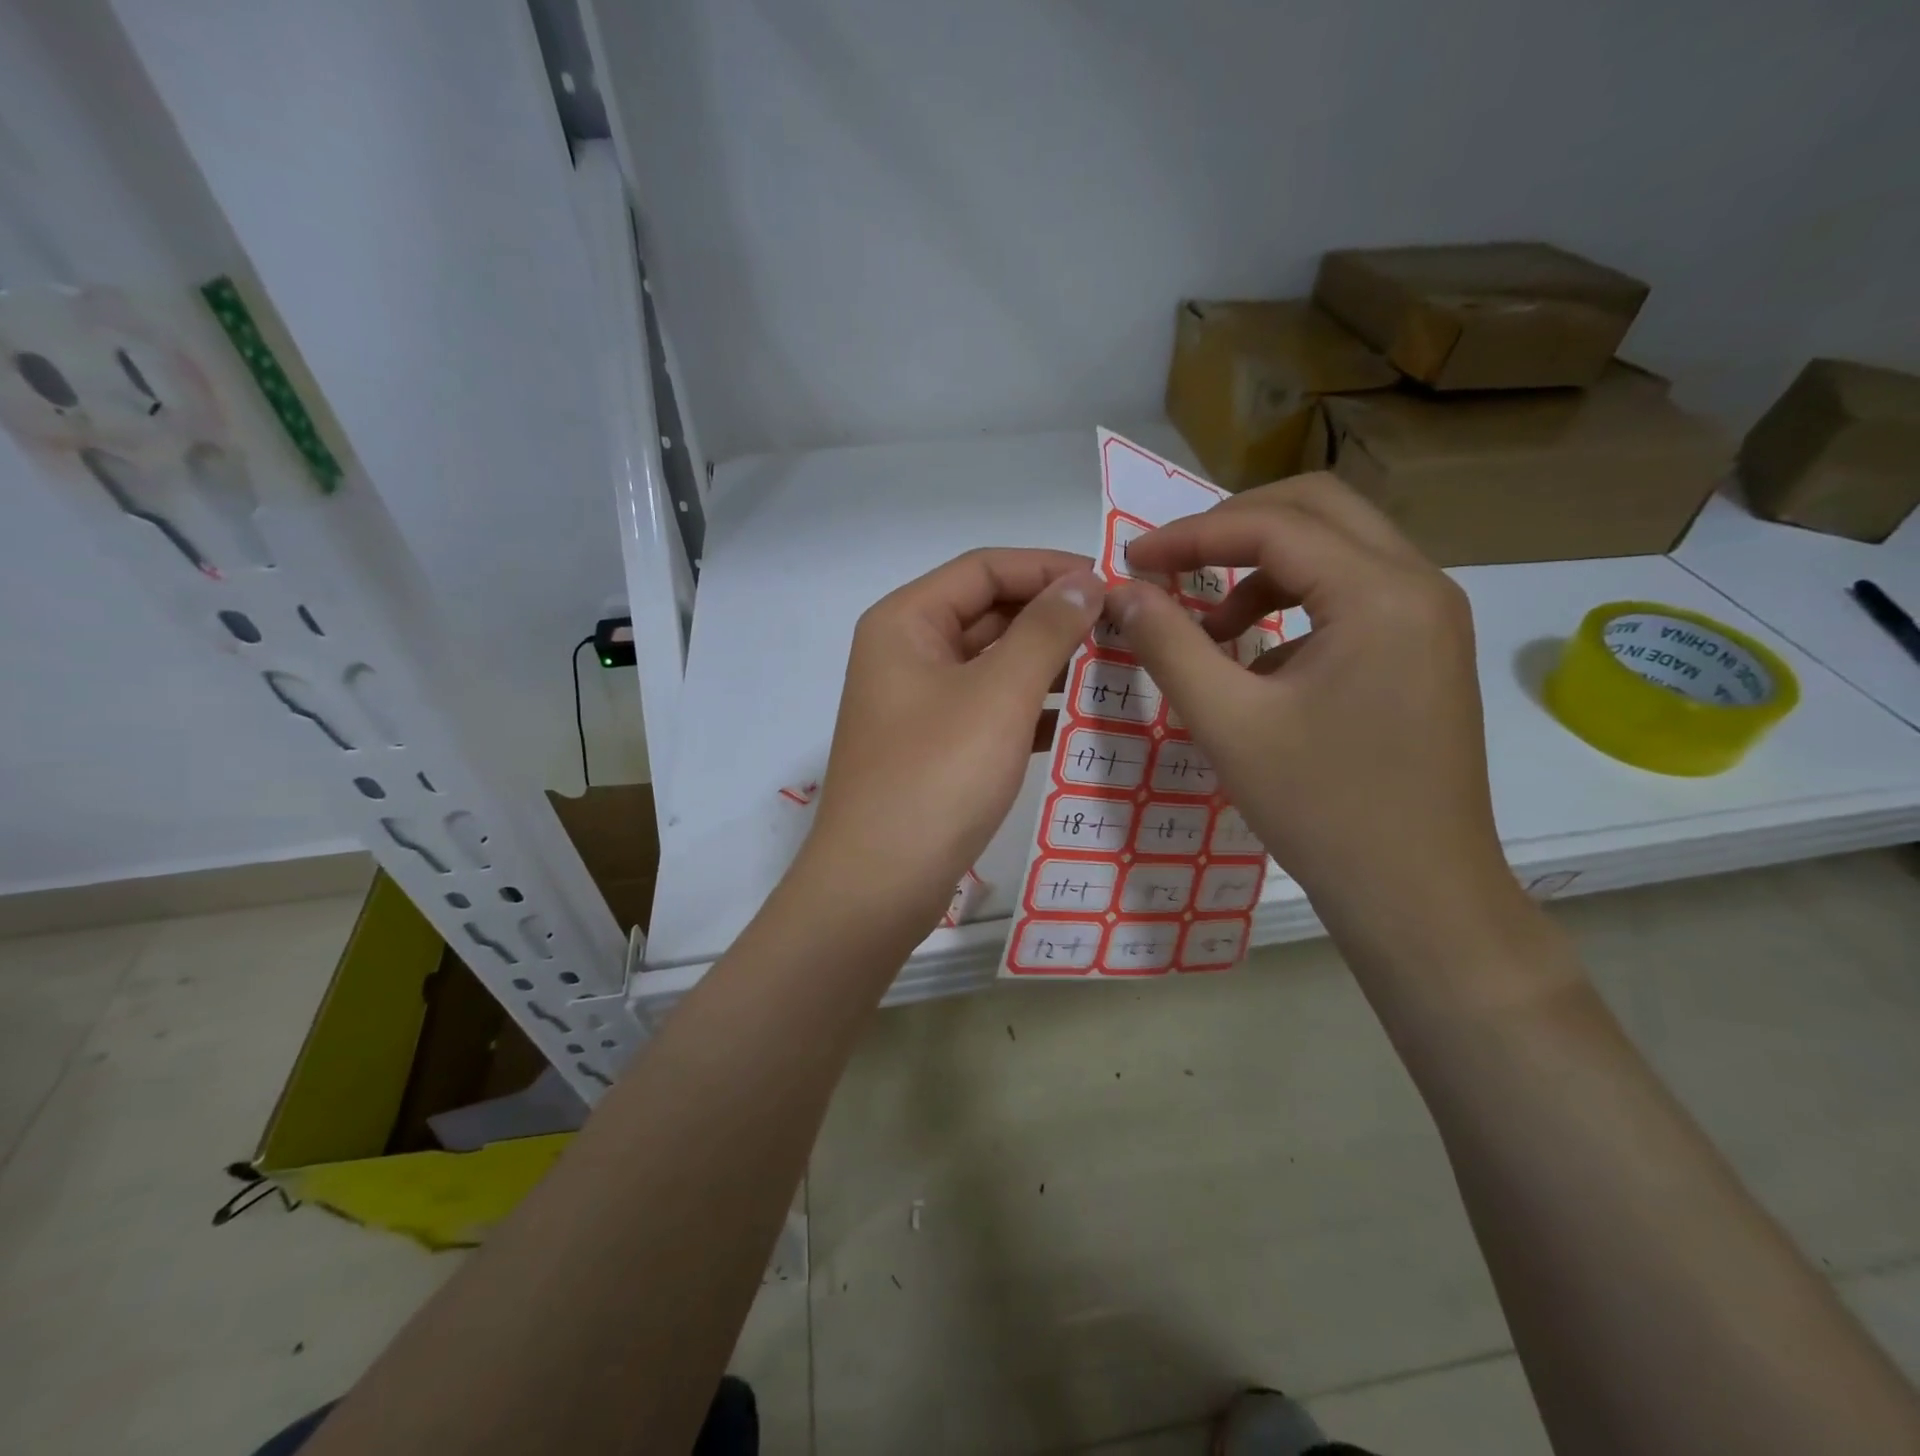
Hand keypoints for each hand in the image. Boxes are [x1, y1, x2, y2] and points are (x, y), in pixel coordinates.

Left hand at [805, 548, 1103, 929]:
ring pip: (993, 663)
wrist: (879, 884)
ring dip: (1048, 663)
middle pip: (988, 612)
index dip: (1048, 568)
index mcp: (906, 622)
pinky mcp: (935, 746)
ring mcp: (919, 703)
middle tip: (1122, 627)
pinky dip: (1031, 708)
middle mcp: (907, 653)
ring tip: (1113, 667)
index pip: (984, 568)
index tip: (1111, 584)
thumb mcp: (998, 694)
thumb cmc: (936, 776)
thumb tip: (1085, 581)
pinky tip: (1080, 719)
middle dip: (1052, 617)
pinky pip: (990, 708)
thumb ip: (1046, 630)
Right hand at [1109, 473, 1514, 945]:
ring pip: (1338, 549)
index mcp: (1379, 593)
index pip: (1273, 525)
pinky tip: (1259, 661)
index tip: (1132, 562)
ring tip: (1210, 628)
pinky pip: (1354, 593)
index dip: (1191, 535)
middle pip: (1317, 510)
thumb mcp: (1227, 723)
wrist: (1417, 894)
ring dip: (1264, 567)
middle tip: (1173, 566)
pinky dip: (1295, 602)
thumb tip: (1121, 592)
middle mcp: (1419, 585)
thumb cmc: (1321, 809)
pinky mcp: (1426, 650)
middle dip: (1233, 528)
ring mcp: (1431, 617)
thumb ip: (1168, 645)